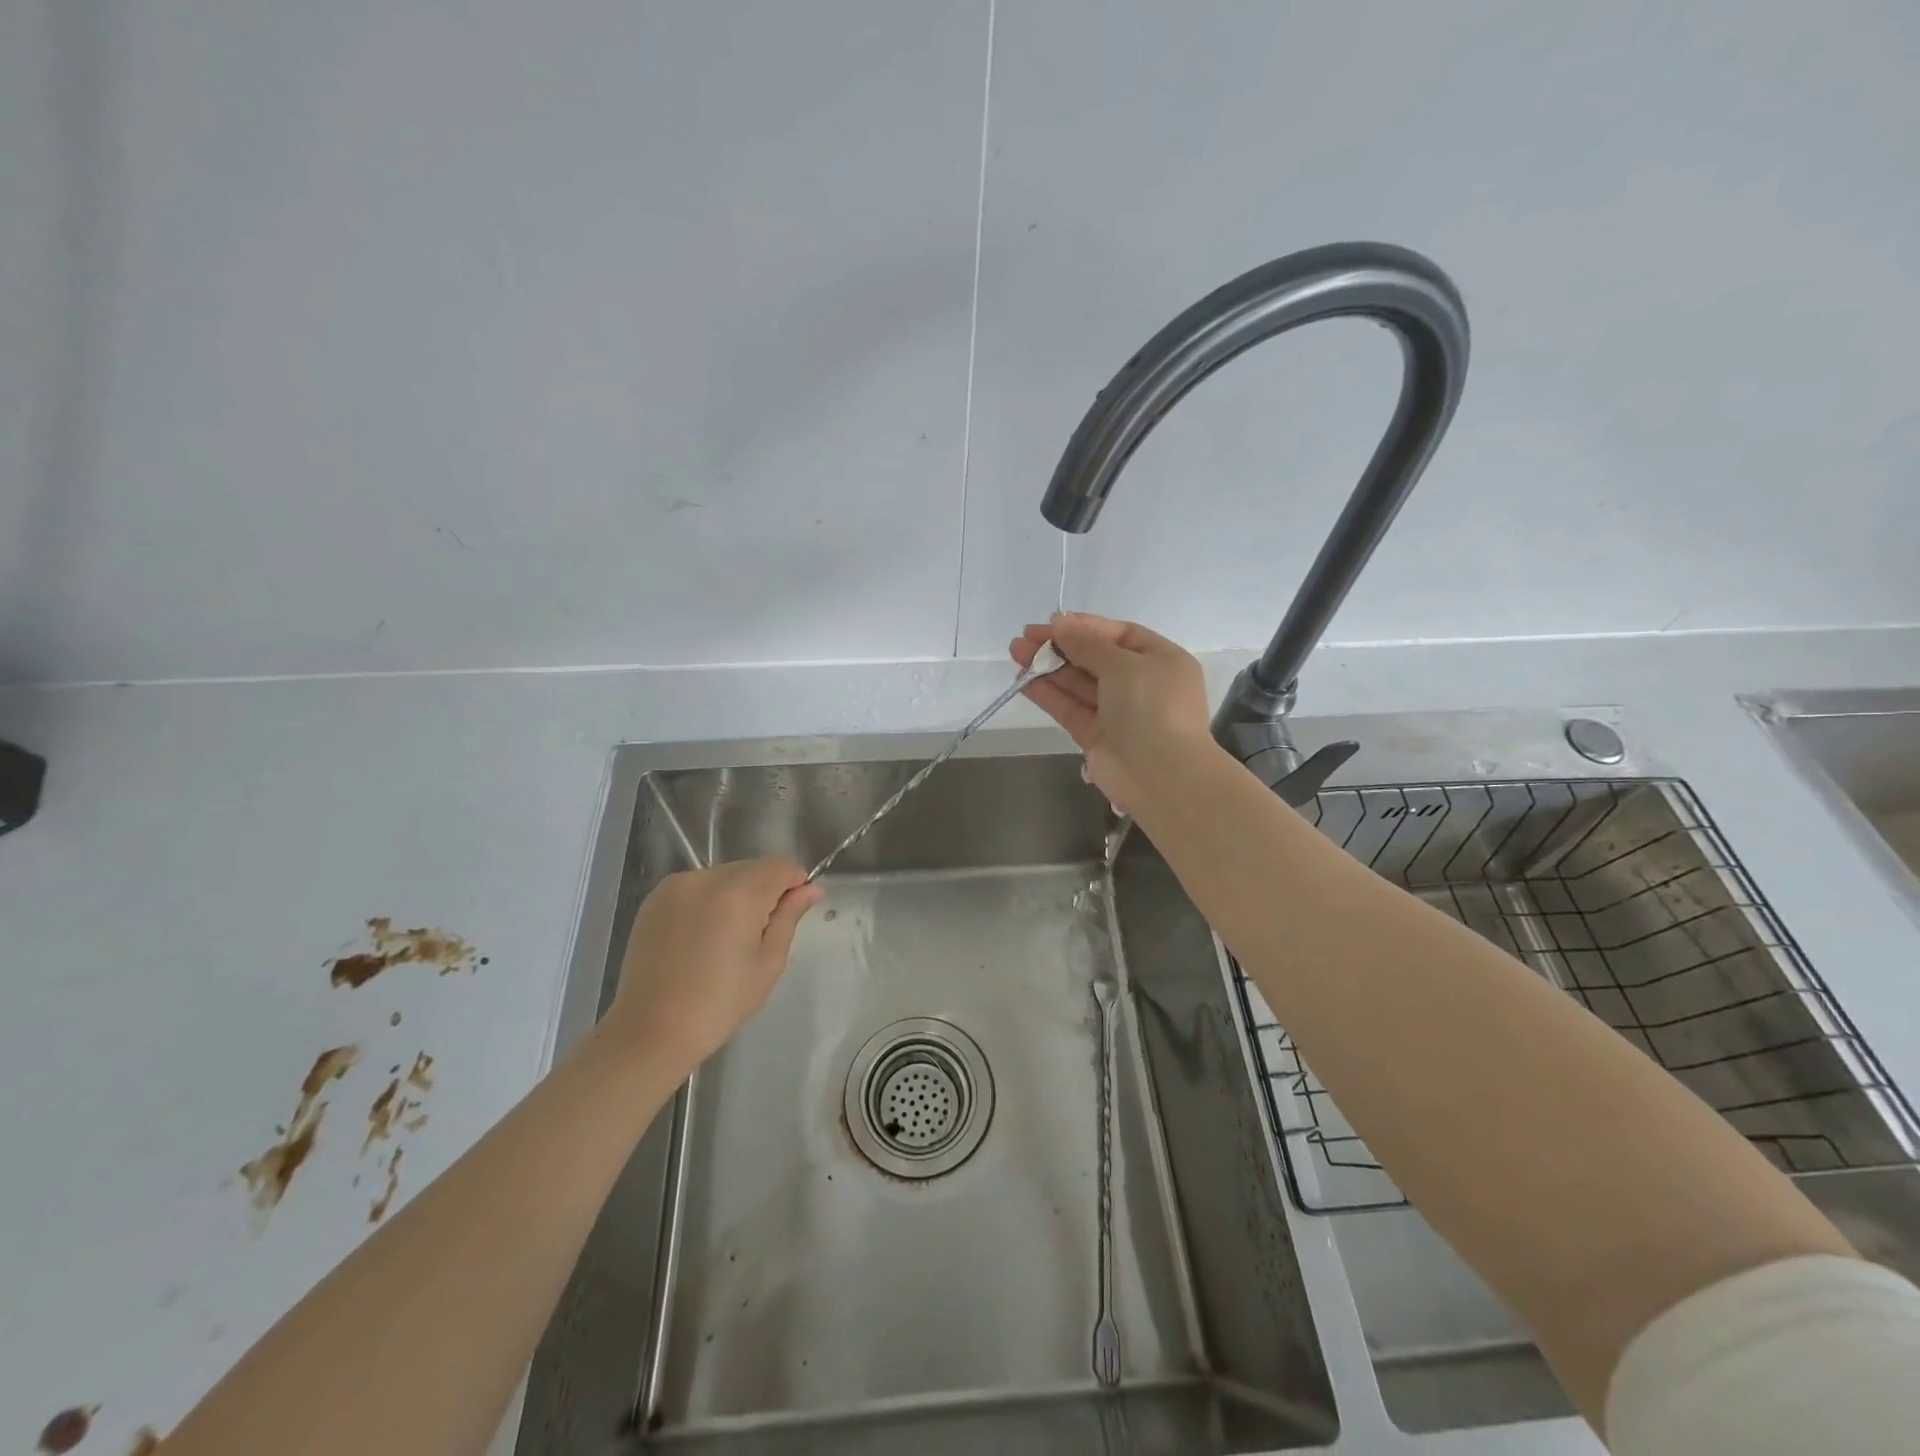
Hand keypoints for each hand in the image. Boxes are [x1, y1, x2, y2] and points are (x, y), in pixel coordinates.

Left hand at [604, 857, 821, 1073]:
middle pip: (752, 867)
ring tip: (726, 939)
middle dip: (764, 890)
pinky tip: (702, 937)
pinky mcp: (655, 899)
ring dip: (736, 894)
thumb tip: (811, 888)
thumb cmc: (720, 1002)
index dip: (794, 884)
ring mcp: (676, 886)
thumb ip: (790, 916)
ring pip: (724, 875)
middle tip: (759, 934)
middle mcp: (706, 878)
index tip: (792, 913)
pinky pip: (697, 886)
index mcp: (738, 892)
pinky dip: (709, 901)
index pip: (780, 865)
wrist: (651, 1030)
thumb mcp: (768, 962)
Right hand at [1011, 612, 1216, 814]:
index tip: (1052, 622)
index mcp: (1161, 661)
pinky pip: (1071, 708)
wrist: (1161, 775)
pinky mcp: (1097, 736)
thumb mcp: (1124, 665)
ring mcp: (1118, 712)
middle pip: (1095, 658)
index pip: (1120, 635)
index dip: (1086, 627)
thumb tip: (1060, 623)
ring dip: (1048, 668)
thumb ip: (1088, 645)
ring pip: (1079, 684)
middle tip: (1024, 638)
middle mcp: (1141, 684)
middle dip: (1060, 647)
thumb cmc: (1152, 707)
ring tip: (1016, 653)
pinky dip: (1048, 694)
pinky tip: (1023, 681)